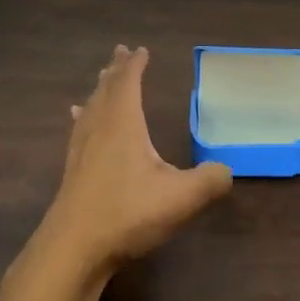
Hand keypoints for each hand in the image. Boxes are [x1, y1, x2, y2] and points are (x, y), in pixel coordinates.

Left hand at [34, 45, 232, 277]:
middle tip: (121, 52)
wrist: (73, 250)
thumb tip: (226, 170)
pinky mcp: (73, 173)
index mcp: (123, 126)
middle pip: (106, 91)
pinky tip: (78, 120)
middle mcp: (99, 130)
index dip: (135, 66)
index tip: (141, 50)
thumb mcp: (181, 198)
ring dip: (99, 90)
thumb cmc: (128, 214)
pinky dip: (83, 116)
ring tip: (102, 79)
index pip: (128, 84)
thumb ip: (209, 180)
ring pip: (90, 109)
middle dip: (116, 71)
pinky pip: (79, 129)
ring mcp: (81, 152)